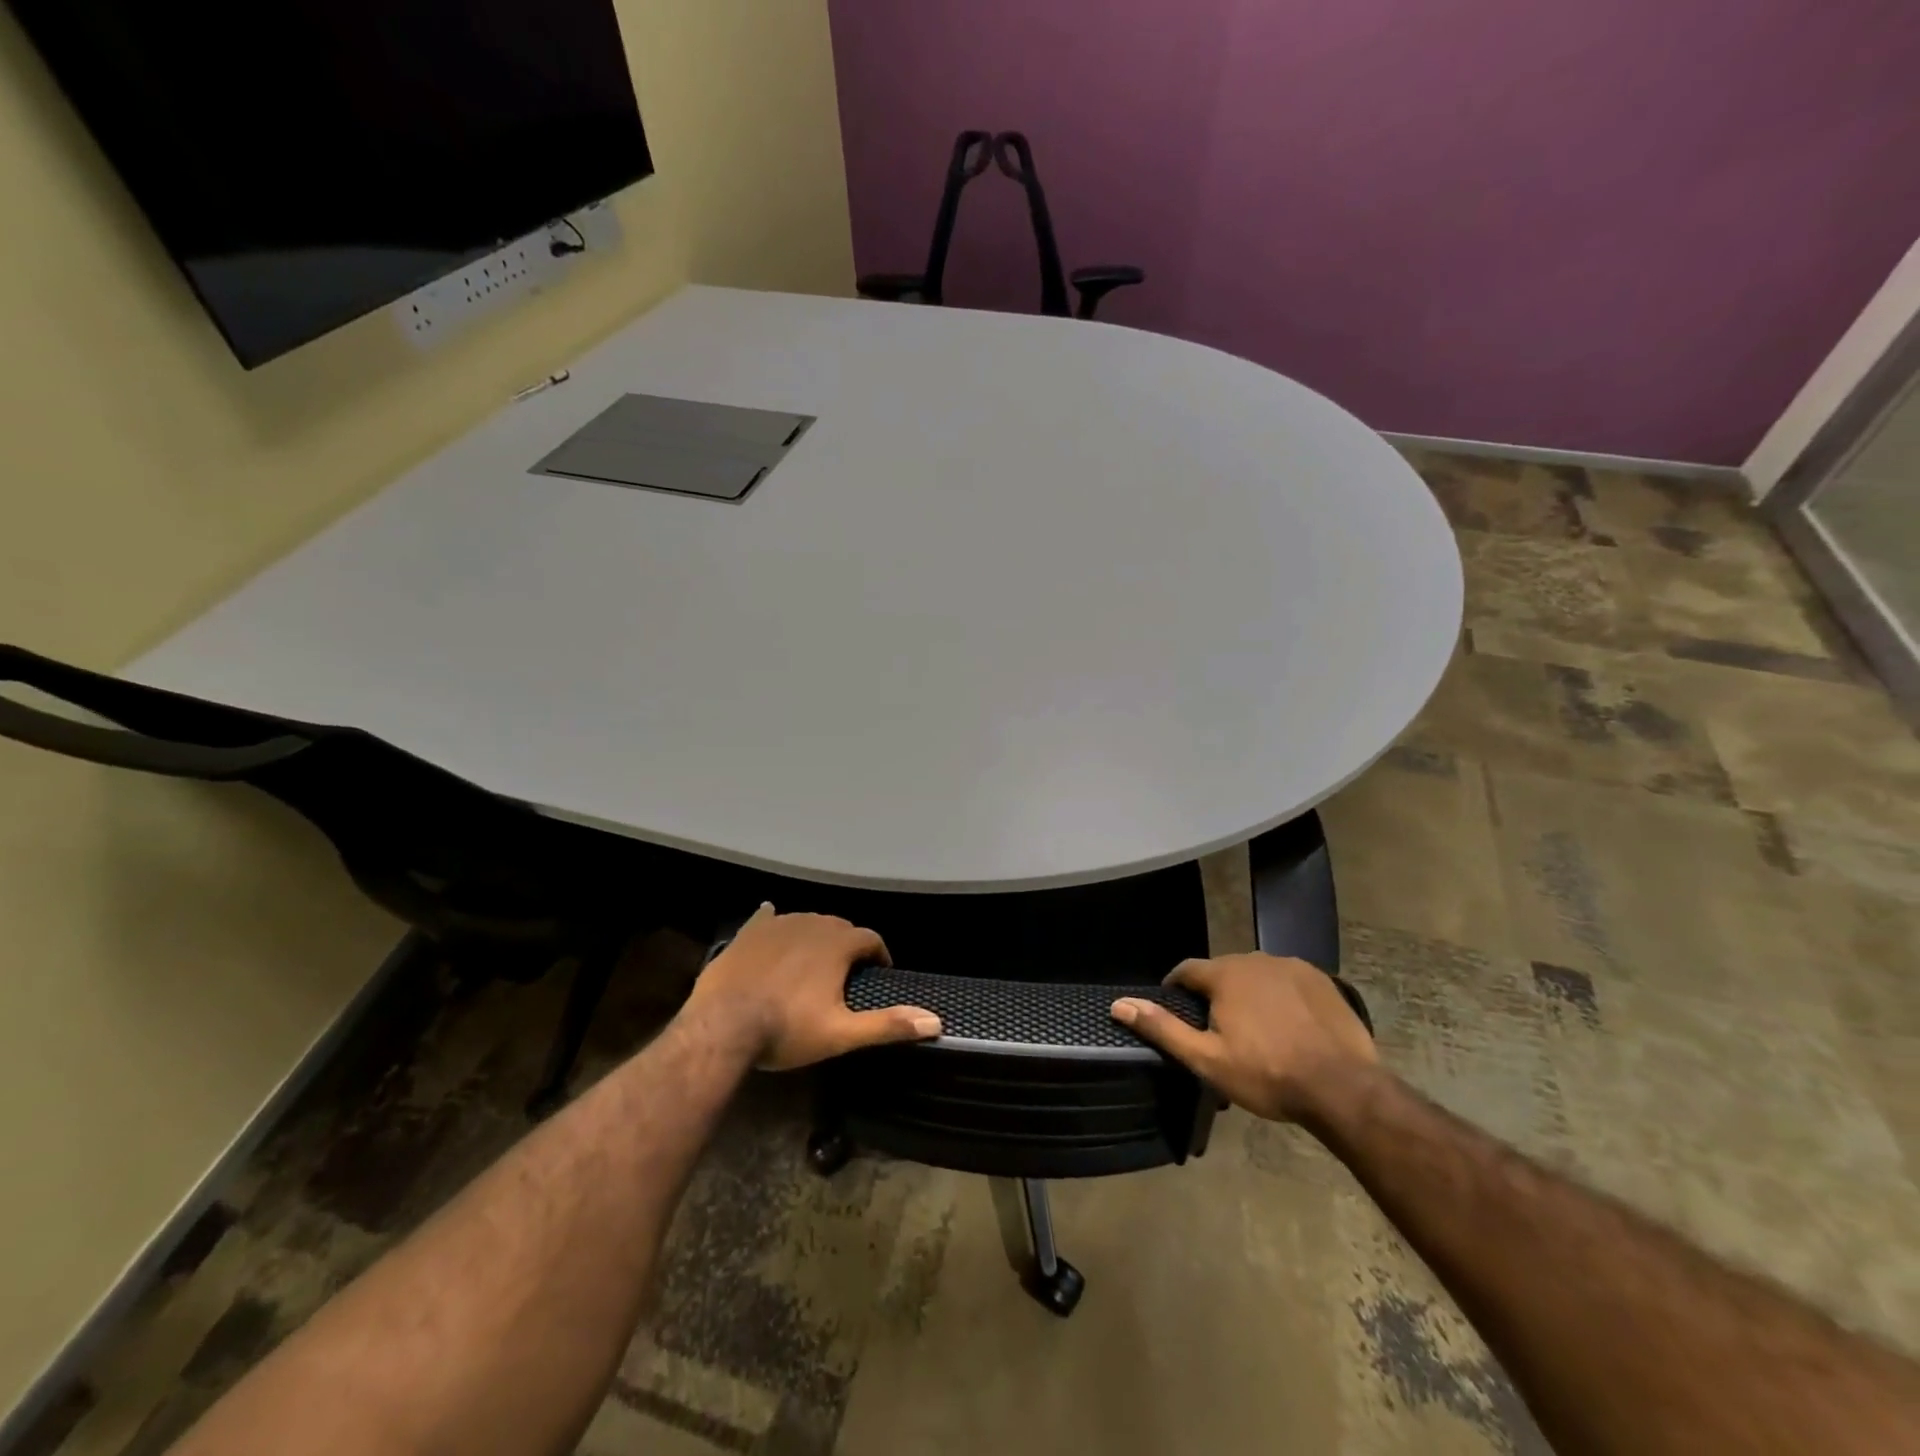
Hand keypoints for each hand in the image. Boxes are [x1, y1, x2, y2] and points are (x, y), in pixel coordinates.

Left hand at [684, 904, 941, 1070]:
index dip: (878, 955)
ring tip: (815, 960)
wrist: (723, 1027)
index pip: (870, 939)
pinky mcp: (748, 932)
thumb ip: (888, 1025)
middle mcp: (811, 924)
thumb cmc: (787, 1030)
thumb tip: (935, 1021)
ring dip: (816, 936)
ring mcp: (777, 925)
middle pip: (839, 926)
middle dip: (848, 944)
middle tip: (847, 972)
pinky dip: (775, 920)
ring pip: (807, 922)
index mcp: (837, 944)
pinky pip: (768, 918)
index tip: (878, 973)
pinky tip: (772, 918)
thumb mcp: (842, 1034)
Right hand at [1111, 953, 1377, 1121]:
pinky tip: (1289, 1025)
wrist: (1343, 1088)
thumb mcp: (1207, 1059)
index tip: (1177, 1011)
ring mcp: (1292, 966)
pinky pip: (1288, 981)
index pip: (1186, 970)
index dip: (1176, 989)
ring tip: (1255, 1030)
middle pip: (1222, 971)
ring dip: (1248, 993)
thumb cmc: (1268, 1075)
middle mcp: (1255, 959)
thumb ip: (1163, 1028)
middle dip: (1215, 994)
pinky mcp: (1322, 979)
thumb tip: (1119, 1005)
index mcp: (1224, 974)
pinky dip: (1281, 996)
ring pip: (1256, 975)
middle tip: (1218, 1031)